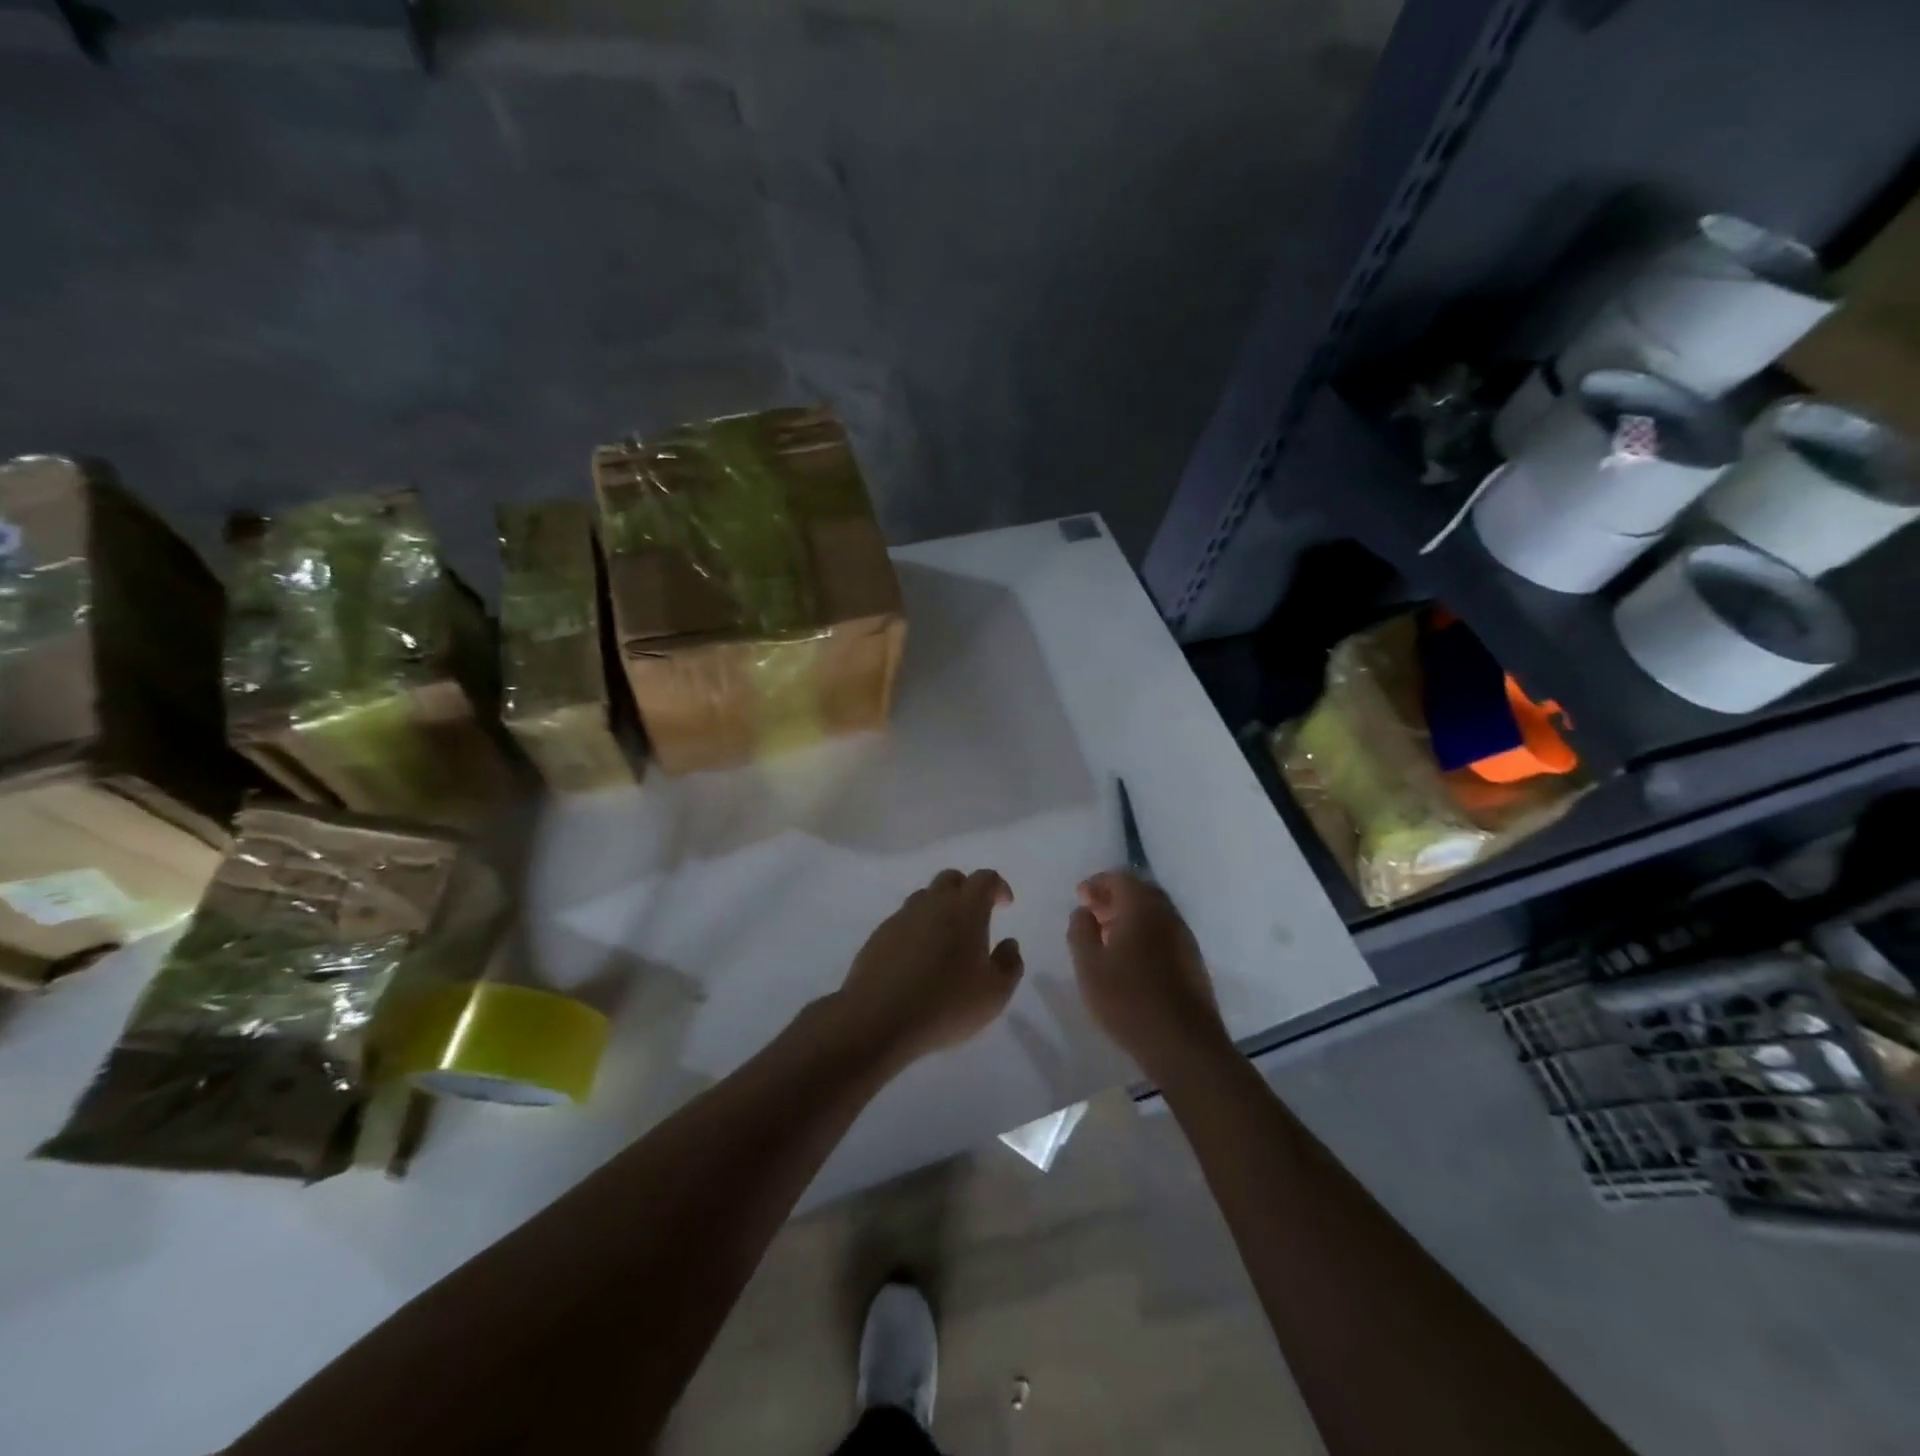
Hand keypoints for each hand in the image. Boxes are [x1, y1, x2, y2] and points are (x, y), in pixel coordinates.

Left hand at [833, 869, 1023, 1069]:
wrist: (878, 1019)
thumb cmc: (946, 1004)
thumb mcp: (994, 993)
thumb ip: (1009, 964)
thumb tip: (1009, 944)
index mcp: (965, 910)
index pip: (984, 879)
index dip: (998, 886)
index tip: (1005, 904)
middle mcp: (932, 904)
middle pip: (951, 879)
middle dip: (967, 890)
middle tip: (976, 917)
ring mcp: (901, 918)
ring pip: (924, 898)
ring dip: (940, 908)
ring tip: (946, 939)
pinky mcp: (879, 936)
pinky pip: (903, 921)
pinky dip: (917, 929)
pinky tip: (918, 959)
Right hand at [1068, 871, 1227, 1076]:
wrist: (1184, 1044)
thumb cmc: (1128, 1000)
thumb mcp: (1089, 966)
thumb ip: (1081, 931)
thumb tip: (1083, 911)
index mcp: (1142, 908)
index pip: (1120, 878)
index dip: (1097, 883)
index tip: (1080, 898)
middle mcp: (1168, 915)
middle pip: (1140, 892)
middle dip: (1114, 898)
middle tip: (1092, 915)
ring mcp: (1185, 938)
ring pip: (1154, 914)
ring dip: (1129, 917)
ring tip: (1106, 938)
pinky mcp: (1193, 961)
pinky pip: (1164, 933)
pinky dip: (1144, 934)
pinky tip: (1130, 960)